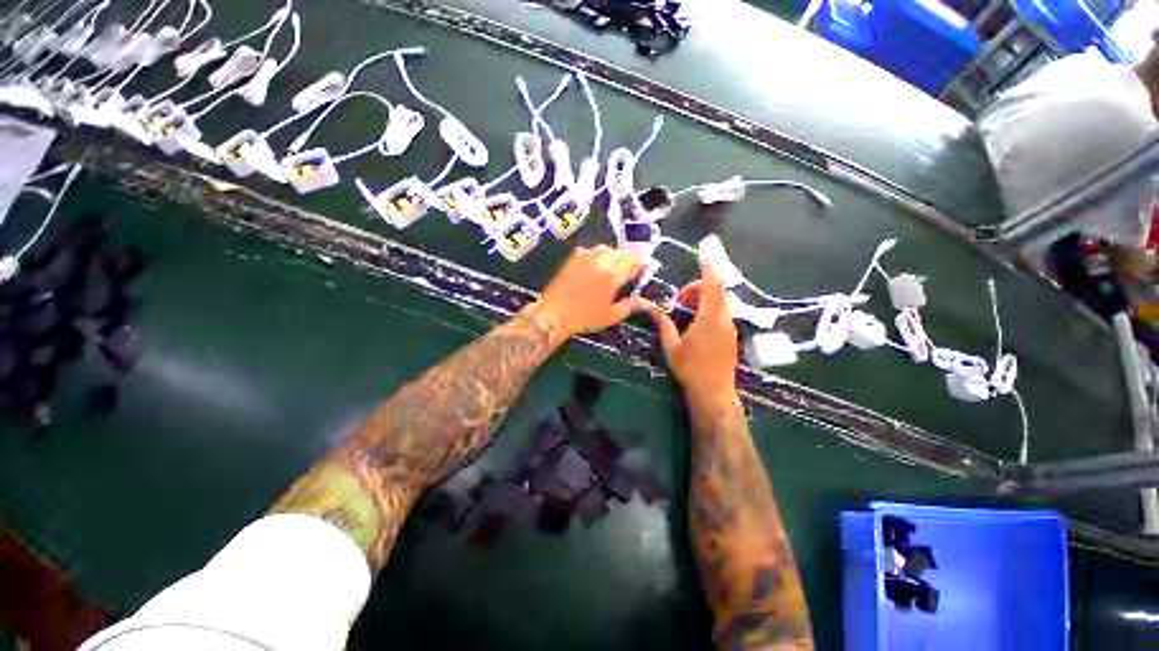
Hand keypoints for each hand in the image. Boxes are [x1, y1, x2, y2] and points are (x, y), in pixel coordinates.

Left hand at [530, 245, 646, 340]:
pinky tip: (598, 264)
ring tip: (618, 264)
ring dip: (616, 254)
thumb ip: (630, 305)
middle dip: (632, 257)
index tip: (648, 266)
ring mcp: (586, 257)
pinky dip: (599, 254)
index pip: (635, 262)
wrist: (554, 314)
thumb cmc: (584, 318)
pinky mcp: (574, 258)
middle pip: (623, 252)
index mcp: (614, 275)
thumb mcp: (612, 316)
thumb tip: (643, 300)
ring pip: (607, 248)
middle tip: (635, 265)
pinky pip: (591, 250)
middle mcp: (601, 261)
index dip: (644, 263)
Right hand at [643, 261, 738, 403]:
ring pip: (722, 302)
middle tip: (682, 296)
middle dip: (702, 285)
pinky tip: (697, 319)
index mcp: (709, 320)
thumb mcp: (672, 346)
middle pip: (719, 292)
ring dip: (707, 297)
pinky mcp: (732, 336)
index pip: (713, 287)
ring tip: (687, 307)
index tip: (703, 256)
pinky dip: (711, 307)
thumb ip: (663, 324)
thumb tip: (650, 307)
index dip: (709, 269)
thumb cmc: (690, 370)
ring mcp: (730, 328)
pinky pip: (724, 312)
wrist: (714, 393)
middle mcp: (724, 320)